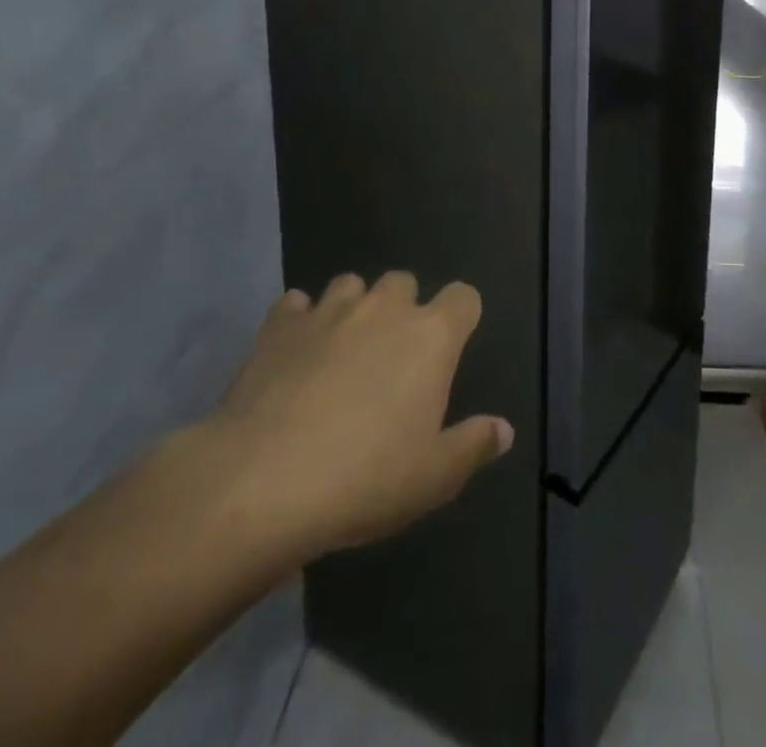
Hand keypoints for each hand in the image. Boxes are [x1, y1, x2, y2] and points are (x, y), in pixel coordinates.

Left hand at [189, 272, 512, 561]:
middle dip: (403, 308)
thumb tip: (503, 429)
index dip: (462, 316)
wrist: (262, 483)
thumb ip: (473, 446)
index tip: (453, 347)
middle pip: (404, 282)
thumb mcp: (434, 477)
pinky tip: (295, 352)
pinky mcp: (278, 327)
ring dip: (354, 308)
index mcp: (431, 336)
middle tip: (393, 357)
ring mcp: (328, 312)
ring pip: (350, 284)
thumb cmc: (365, 479)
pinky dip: (300, 320)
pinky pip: (295, 305)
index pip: (464, 297)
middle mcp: (383, 309)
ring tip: (343, 349)